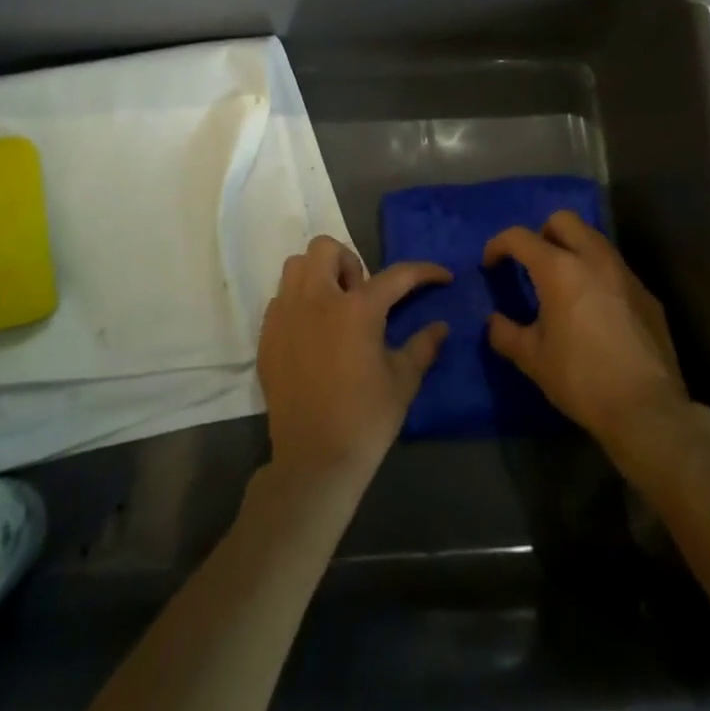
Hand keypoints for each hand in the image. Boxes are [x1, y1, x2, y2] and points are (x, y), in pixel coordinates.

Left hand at [258, 237, 451, 487]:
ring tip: (334, 306)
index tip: (442, 276)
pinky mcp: (267, 336)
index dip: (424, 272)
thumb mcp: (403, 382)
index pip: (396, 275)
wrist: (314, 461)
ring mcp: (286, 315)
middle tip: (361, 294)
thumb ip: (423, 346)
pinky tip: (312, 332)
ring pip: (296, 266)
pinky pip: (280, 299)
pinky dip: (298, 302)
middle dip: (348, 261)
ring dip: (318, 275)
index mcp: (357, 309)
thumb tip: (442, 327)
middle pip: (326, 249)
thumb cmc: (365, 419)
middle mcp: (317, 300)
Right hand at [484, 211, 688, 448]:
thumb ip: (506, 333)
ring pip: (594, 239)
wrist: (647, 410)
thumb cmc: (581, 379)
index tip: (491, 265)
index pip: (520, 237)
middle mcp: (594, 259)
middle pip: (563, 220)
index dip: (498, 245)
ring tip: (563, 283)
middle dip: (542, 233)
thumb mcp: (532, 359)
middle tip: (533, 264)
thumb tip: (494, 322)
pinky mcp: (647, 294)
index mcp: (559, 269)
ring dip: (573, 250)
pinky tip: (595, 309)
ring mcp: (625, 274)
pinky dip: (598, 275)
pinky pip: (615, 268)